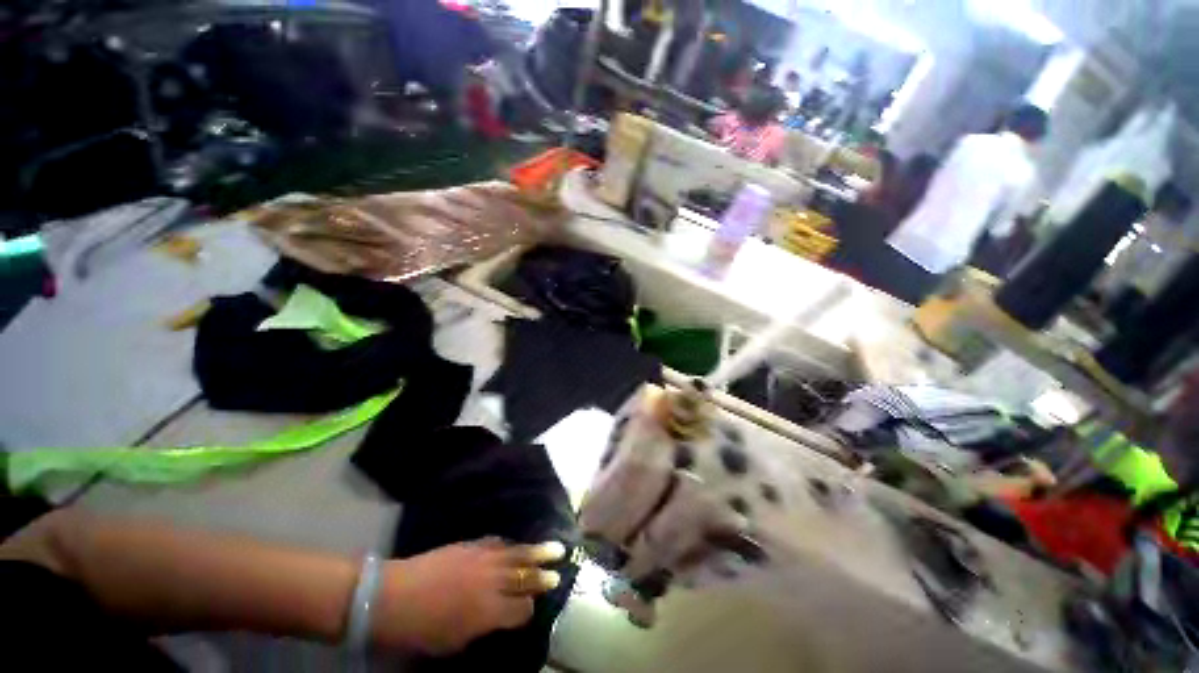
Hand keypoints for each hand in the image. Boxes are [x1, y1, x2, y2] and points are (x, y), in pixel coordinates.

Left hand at [372, 539, 564, 654]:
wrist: (392, 594)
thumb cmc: (419, 630)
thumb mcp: (452, 643)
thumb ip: (482, 628)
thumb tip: (499, 618)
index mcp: (488, 611)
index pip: (521, 609)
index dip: (529, 609)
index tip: (533, 608)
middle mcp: (492, 581)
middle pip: (525, 576)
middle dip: (543, 575)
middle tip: (560, 569)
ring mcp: (483, 558)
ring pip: (517, 553)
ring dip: (537, 551)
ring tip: (555, 547)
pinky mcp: (471, 544)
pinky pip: (498, 542)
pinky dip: (510, 544)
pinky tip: (515, 544)